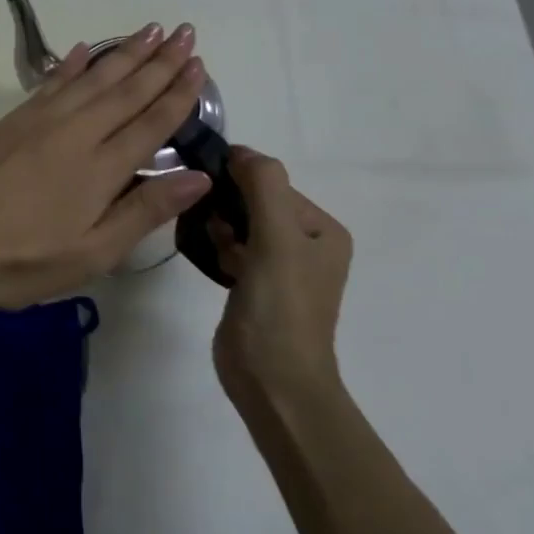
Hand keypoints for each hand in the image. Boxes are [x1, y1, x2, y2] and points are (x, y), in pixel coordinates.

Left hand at [0, 22, 214, 311]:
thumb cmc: (23, 260)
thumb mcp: (93, 254)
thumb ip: (145, 211)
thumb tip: (199, 176)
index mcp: (101, 168)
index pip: (150, 122)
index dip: (178, 93)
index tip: (199, 65)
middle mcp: (75, 133)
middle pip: (125, 90)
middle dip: (159, 61)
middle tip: (184, 31)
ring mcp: (40, 121)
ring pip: (91, 78)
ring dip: (123, 53)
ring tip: (148, 30)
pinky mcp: (11, 120)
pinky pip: (51, 82)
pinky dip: (71, 65)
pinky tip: (84, 50)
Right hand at [209, 147, 352, 402]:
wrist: (274, 383)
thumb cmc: (280, 307)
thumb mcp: (276, 238)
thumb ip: (263, 186)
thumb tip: (239, 150)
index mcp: (323, 230)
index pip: (272, 183)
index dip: (239, 183)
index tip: (209, 196)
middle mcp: (306, 244)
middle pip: (255, 202)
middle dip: (228, 209)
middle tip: (213, 231)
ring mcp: (280, 267)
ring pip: (239, 225)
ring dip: (220, 229)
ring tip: (214, 249)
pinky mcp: (255, 286)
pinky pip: (232, 249)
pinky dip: (219, 249)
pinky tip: (212, 262)